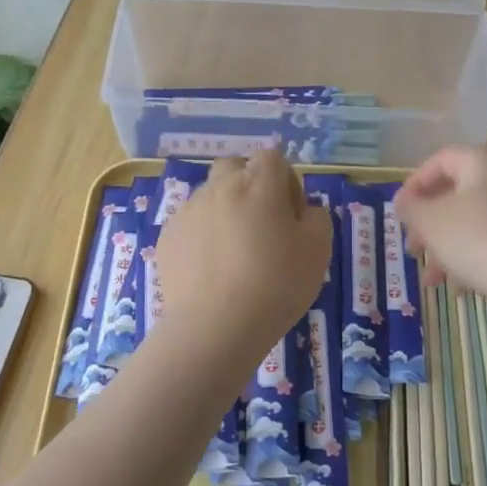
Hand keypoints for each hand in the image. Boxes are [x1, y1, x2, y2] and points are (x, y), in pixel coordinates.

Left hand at [154, 152, 331, 365]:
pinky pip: (190, 224)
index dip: (285, 180)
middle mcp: (220, 188)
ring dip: (225, 210)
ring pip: (210, 195)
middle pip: (235, 167)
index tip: (291, 215)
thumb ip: (316, 218)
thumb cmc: (275, 285)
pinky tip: (211, 269)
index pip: (272, 158)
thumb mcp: (319, 251)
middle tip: (262, 225)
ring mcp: (189, 211)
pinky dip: (203, 235)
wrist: (215, 328)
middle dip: (250, 185)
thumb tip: (303, 210)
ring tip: (234, 252)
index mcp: (258, 185)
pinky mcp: (167, 237)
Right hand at [395, 145, 486, 299]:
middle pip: (456, 193)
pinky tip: (457, 286)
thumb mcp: (430, 222)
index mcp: (483, 162)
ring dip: (445, 246)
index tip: (400, 210)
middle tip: (412, 246)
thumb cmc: (475, 239)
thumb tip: (403, 200)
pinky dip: (470, 256)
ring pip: (471, 221)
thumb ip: (410, 207)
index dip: (415, 183)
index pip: (441, 159)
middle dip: (429, 222)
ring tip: (431, 278)